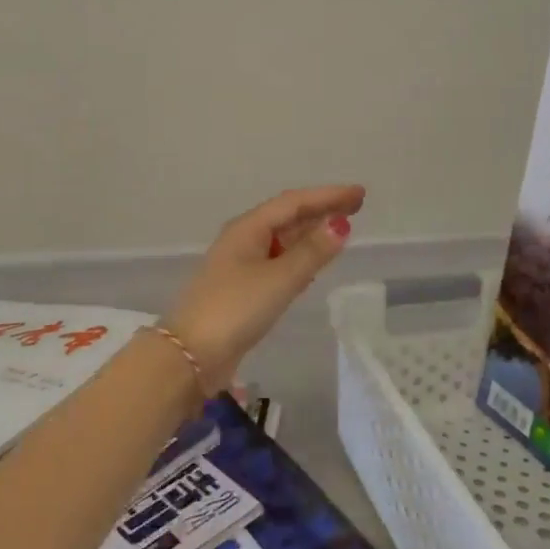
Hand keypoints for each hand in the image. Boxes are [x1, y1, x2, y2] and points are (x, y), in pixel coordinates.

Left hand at [162, 185, 365, 392]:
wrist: (190, 354)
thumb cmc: (235, 309)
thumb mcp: (278, 279)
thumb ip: (311, 253)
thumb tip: (340, 225)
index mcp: (248, 228)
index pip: (294, 203)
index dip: (327, 196)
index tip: (359, 194)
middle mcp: (243, 239)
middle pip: (287, 217)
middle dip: (321, 210)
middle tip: (355, 207)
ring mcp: (240, 264)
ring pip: (282, 240)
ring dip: (310, 233)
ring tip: (339, 230)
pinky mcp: (242, 289)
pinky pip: (277, 262)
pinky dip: (298, 257)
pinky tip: (311, 265)